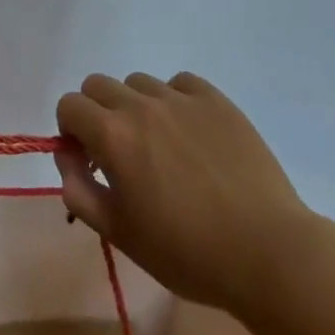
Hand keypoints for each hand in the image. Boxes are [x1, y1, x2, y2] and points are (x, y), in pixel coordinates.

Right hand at [55, 73, 318, 315]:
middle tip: (119, 152)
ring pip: (138, 82)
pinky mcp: (217, 100)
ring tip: (160, 145)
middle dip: (96, 113)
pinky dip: (174, 100)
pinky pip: (180, 83)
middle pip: (98, 85)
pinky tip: (190, 134)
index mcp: (112, 135)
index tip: (88, 160)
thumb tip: (67, 157)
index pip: (69, 105)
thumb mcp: (119, 233)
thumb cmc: (186, 253)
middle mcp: (141, 105)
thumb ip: (79, 190)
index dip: (70, 131)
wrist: (267, 252)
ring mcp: (182, 99)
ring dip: (135, 106)